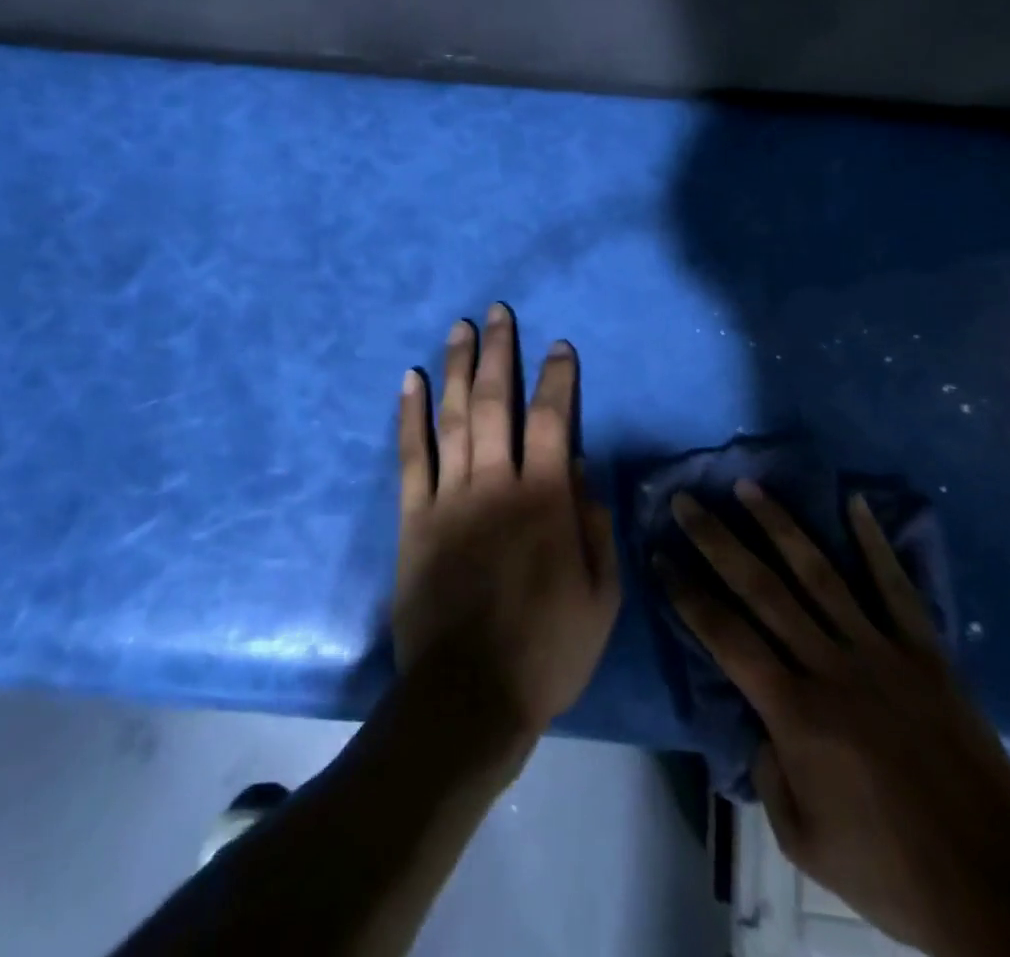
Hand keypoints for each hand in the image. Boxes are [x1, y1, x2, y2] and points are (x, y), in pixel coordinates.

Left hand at [394, 305, 621, 743]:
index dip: (558, 378)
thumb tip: (581, 469)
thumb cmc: (547, 651)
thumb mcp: (600, 596)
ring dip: (456, 368)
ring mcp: (449, 497)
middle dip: (499, 353)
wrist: (469, 697)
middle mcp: (495, 484)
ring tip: (459, 328)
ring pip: (452, 417)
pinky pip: (410, 456)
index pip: (555, 419)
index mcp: (545, 500)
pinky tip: (409, 379)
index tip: (559, 346)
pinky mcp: (413, 518)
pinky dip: (409, 415)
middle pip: (495, 402)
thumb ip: (594, 525)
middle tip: (497, 312)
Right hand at [664, 484, 1009, 956]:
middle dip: (717, 541)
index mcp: (795, 714)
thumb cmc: (892, 871)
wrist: (999, 887)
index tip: (660, 554)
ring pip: (818, 574)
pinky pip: (895, 588)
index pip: (725, 636)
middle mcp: (830, 667)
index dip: (686, 593)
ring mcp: (880, 653)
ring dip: (779, 526)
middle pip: (761, 589)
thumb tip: (761, 723)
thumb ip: (768, 773)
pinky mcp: (925, 653)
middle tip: (687, 501)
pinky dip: (874, 543)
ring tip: (748, 487)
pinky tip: (854, 502)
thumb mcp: (804, 842)